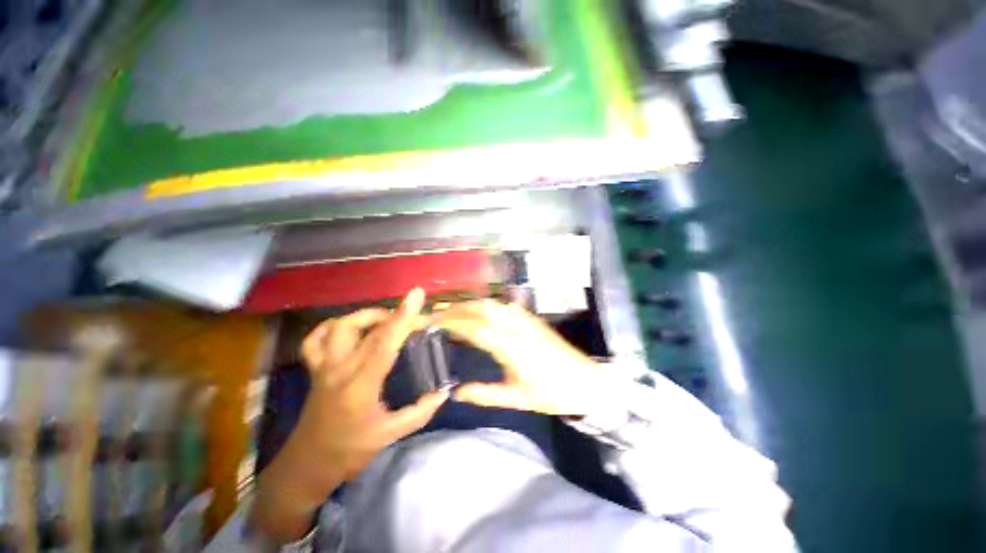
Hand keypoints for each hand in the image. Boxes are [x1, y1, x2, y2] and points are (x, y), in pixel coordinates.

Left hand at [295, 288, 449, 483]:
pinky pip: (315, 340)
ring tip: (385, 320)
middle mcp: (340, 369)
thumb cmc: (349, 451)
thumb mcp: (389, 435)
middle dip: (393, 315)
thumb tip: (443, 393)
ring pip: (340, 327)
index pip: (385, 342)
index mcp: (361, 384)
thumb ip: (419, 412)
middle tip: (412, 317)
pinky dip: (331, 327)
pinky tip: (347, 328)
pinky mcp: (315, 370)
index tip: (416, 295)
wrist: (307, 465)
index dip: (403, 317)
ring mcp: (324, 367)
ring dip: (365, 316)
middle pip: (366, 328)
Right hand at [432, 300, 606, 416]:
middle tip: (439, 314)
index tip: (434, 322)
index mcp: (513, 348)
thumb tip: (457, 392)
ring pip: (494, 304)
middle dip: (458, 308)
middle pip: (483, 308)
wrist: (586, 381)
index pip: (476, 328)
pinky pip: (505, 306)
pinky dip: (487, 306)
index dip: (453, 323)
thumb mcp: (517, 399)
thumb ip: (485, 394)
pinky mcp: (533, 319)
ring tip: (455, 312)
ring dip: (471, 305)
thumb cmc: (551, 394)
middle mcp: (518, 328)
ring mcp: (527, 320)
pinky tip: (480, 313)